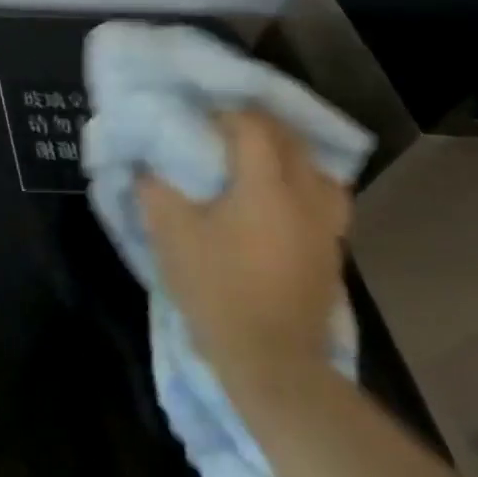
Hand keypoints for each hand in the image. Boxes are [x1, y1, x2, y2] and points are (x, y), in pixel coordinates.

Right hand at [139, 110, 351, 392]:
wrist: (272, 362)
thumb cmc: (217, 289)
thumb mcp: (170, 234)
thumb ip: (155, 188)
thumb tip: (147, 162)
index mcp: (266, 187)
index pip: (253, 127)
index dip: (224, 114)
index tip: (197, 117)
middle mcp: (305, 198)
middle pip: (291, 141)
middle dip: (257, 126)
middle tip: (220, 129)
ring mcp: (325, 226)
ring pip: (316, 169)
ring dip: (286, 155)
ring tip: (255, 159)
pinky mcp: (331, 251)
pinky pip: (323, 198)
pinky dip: (300, 183)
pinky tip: (274, 197)